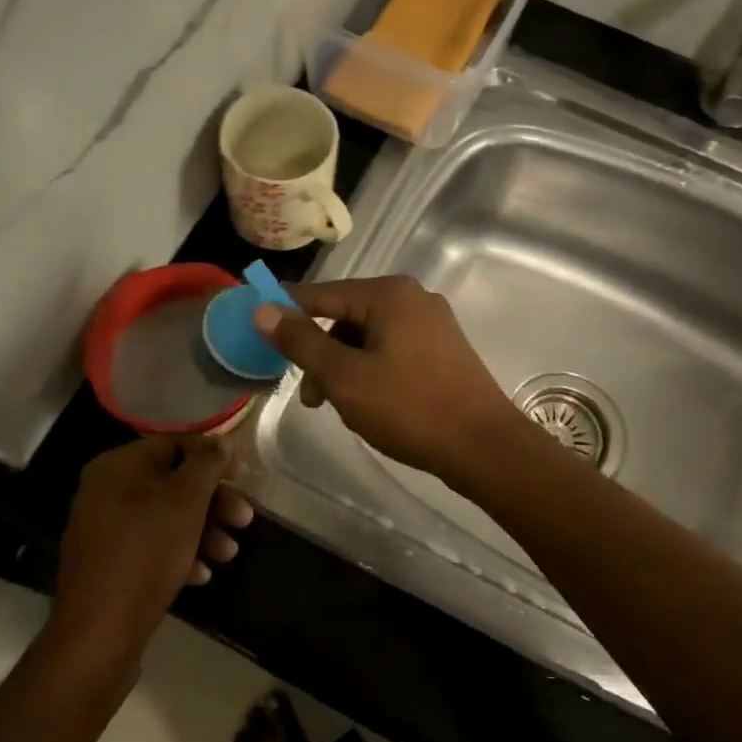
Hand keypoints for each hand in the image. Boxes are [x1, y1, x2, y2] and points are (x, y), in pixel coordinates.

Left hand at [52, 435, 252, 661]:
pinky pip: (152, 547)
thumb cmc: (145, 555)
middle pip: (173, 482)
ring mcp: (105, 531)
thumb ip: (207, 464)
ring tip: (229, 554)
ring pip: (166, 517)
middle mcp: (106, 492)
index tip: (244, 474)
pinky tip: (202, 574)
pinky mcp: (110, 566)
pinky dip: (180, 554)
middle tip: (245, 519)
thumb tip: (220, 442)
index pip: (174, 444)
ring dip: (204, 531)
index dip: (213, 455)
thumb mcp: (185, 501)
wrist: (98, 636)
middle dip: (213, 501)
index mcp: (117, 467)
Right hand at [253, 275, 524, 483]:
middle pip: (345, 317)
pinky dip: (370, 371)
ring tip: (339, 408)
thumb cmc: (409, 407)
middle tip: (308, 396)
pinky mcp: (443, 349)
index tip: (257, 329)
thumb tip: (263, 309)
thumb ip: (301, 341)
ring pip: (368, 338)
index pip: (321, 294)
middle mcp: (412, 298)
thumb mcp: (344, 376)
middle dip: (320, 354)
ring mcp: (432, 323)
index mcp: (388, 294)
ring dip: (344, 368)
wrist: (483, 446)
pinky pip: (391, 350)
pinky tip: (368, 404)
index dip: (286, 311)